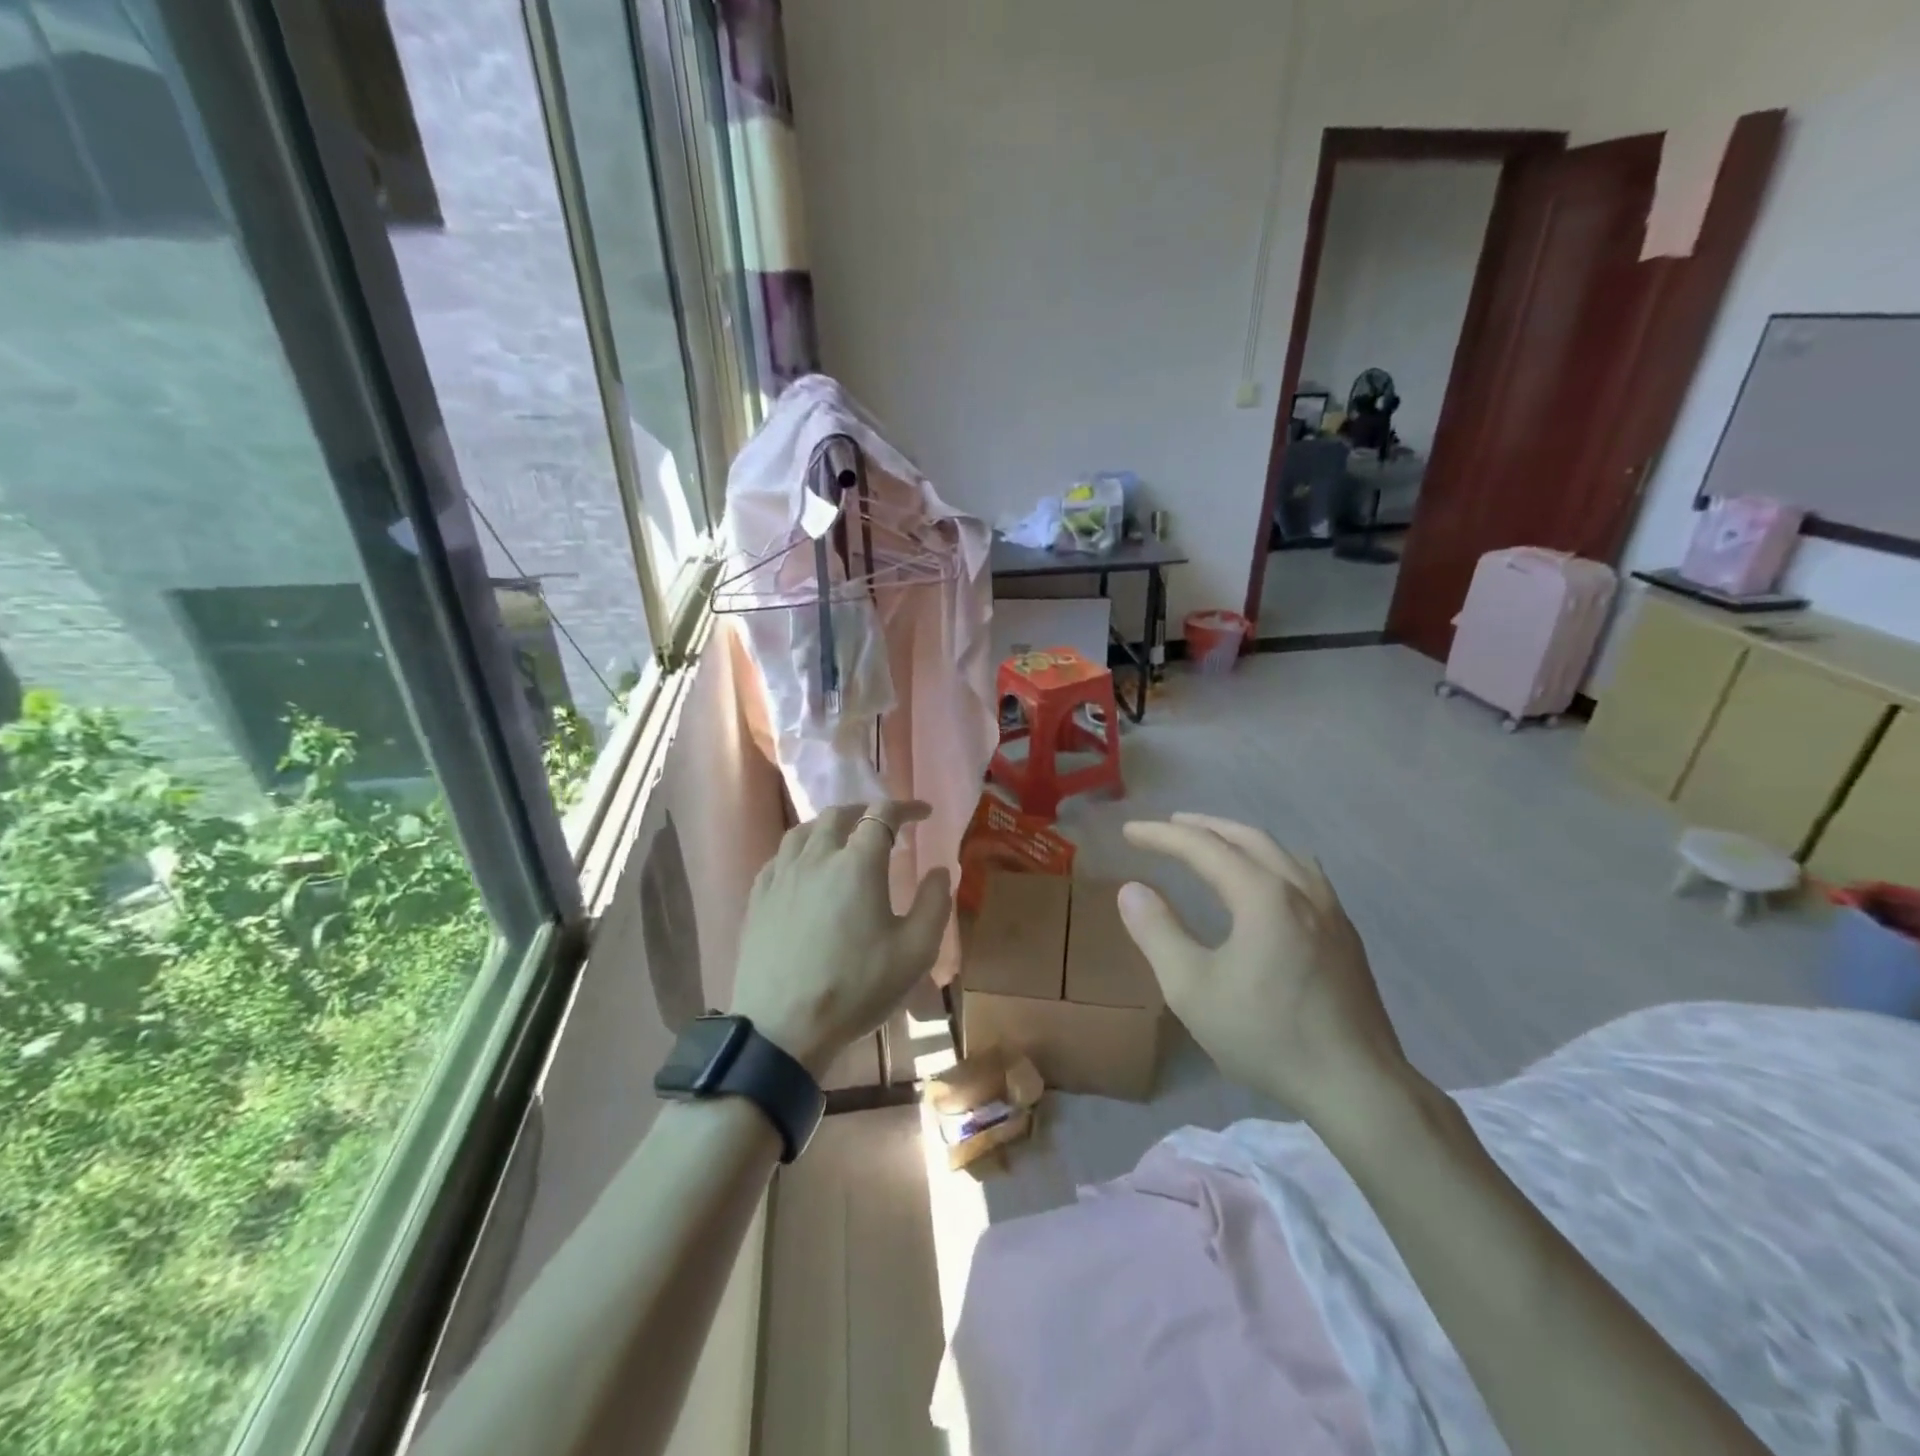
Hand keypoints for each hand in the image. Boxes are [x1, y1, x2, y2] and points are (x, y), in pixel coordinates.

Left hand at [730, 800, 952, 1078]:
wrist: (783, 1028)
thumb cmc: (856, 988)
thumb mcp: (914, 951)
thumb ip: (934, 904)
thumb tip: (940, 870)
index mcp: (858, 864)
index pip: (883, 815)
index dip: (906, 808)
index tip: (924, 814)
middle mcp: (817, 857)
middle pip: (838, 815)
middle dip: (865, 812)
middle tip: (883, 825)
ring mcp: (782, 876)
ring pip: (803, 831)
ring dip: (829, 825)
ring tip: (843, 839)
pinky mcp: (758, 898)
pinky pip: (779, 857)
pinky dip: (799, 850)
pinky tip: (804, 868)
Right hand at [1116, 813, 1414, 1125]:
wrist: (1358, 1087)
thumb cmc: (1266, 1035)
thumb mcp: (1192, 989)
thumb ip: (1157, 933)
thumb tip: (1132, 890)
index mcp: (1262, 895)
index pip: (1202, 847)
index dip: (1161, 836)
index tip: (1130, 832)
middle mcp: (1300, 888)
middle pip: (1247, 837)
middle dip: (1203, 826)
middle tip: (1169, 826)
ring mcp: (1331, 909)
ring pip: (1280, 852)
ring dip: (1239, 839)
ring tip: (1214, 844)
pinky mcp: (1345, 934)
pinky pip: (1302, 873)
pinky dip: (1269, 860)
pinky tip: (1266, 883)